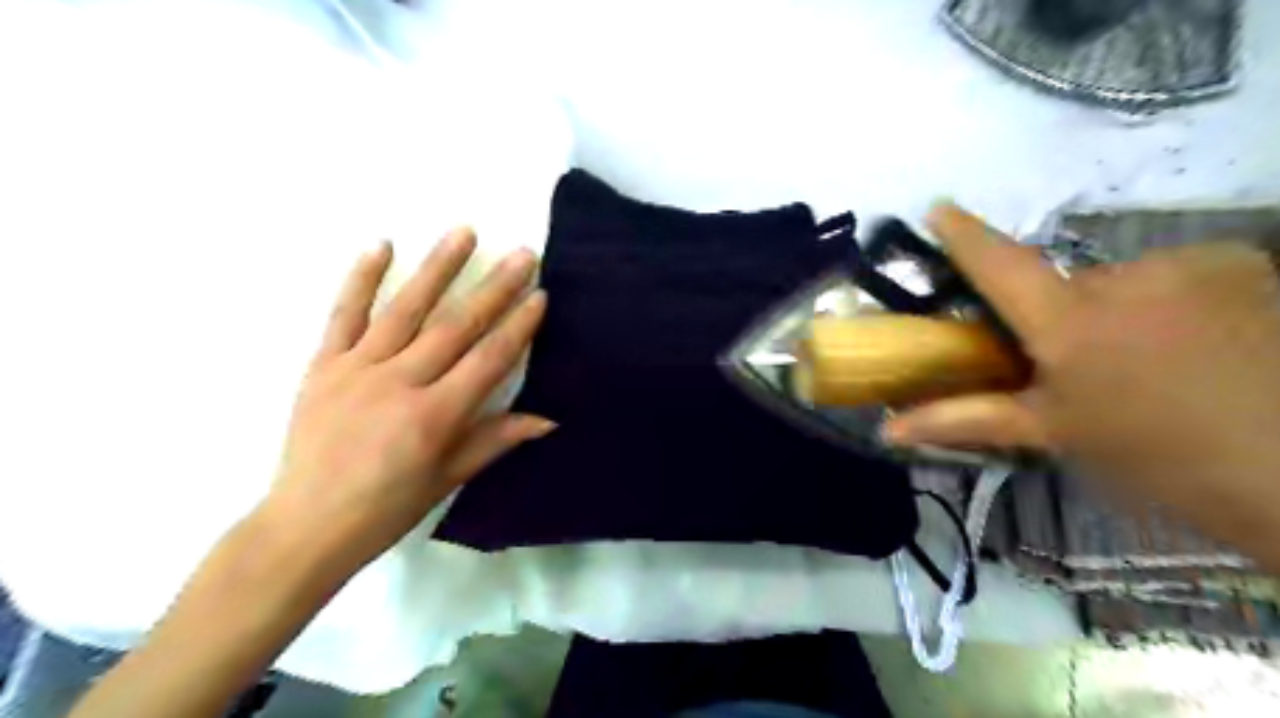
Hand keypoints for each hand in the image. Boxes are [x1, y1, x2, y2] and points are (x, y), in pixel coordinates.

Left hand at [268, 229, 552, 577]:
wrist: (306, 525)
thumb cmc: (387, 508)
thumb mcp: (449, 478)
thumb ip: (496, 439)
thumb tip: (549, 419)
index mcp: (434, 416)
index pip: (488, 360)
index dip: (518, 326)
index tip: (539, 295)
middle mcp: (399, 383)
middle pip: (456, 326)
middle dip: (495, 288)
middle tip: (523, 255)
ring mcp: (357, 368)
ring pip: (405, 309)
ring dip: (438, 268)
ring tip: (465, 233)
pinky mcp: (323, 365)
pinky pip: (343, 315)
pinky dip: (361, 279)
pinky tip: (381, 246)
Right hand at [887, 205, 1279, 557]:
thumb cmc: (1153, 455)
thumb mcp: (1052, 433)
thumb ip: (964, 419)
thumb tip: (888, 429)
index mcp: (1069, 322)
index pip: (999, 265)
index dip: (963, 235)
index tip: (937, 208)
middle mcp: (1122, 279)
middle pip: (1063, 285)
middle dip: (1057, 317)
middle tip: (1070, 363)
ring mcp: (1188, 265)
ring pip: (1119, 281)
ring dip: (1114, 311)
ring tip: (1143, 363)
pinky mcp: (1240, 263)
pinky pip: (1173, 274)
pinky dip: (1166, 300)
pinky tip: (1194, 341)